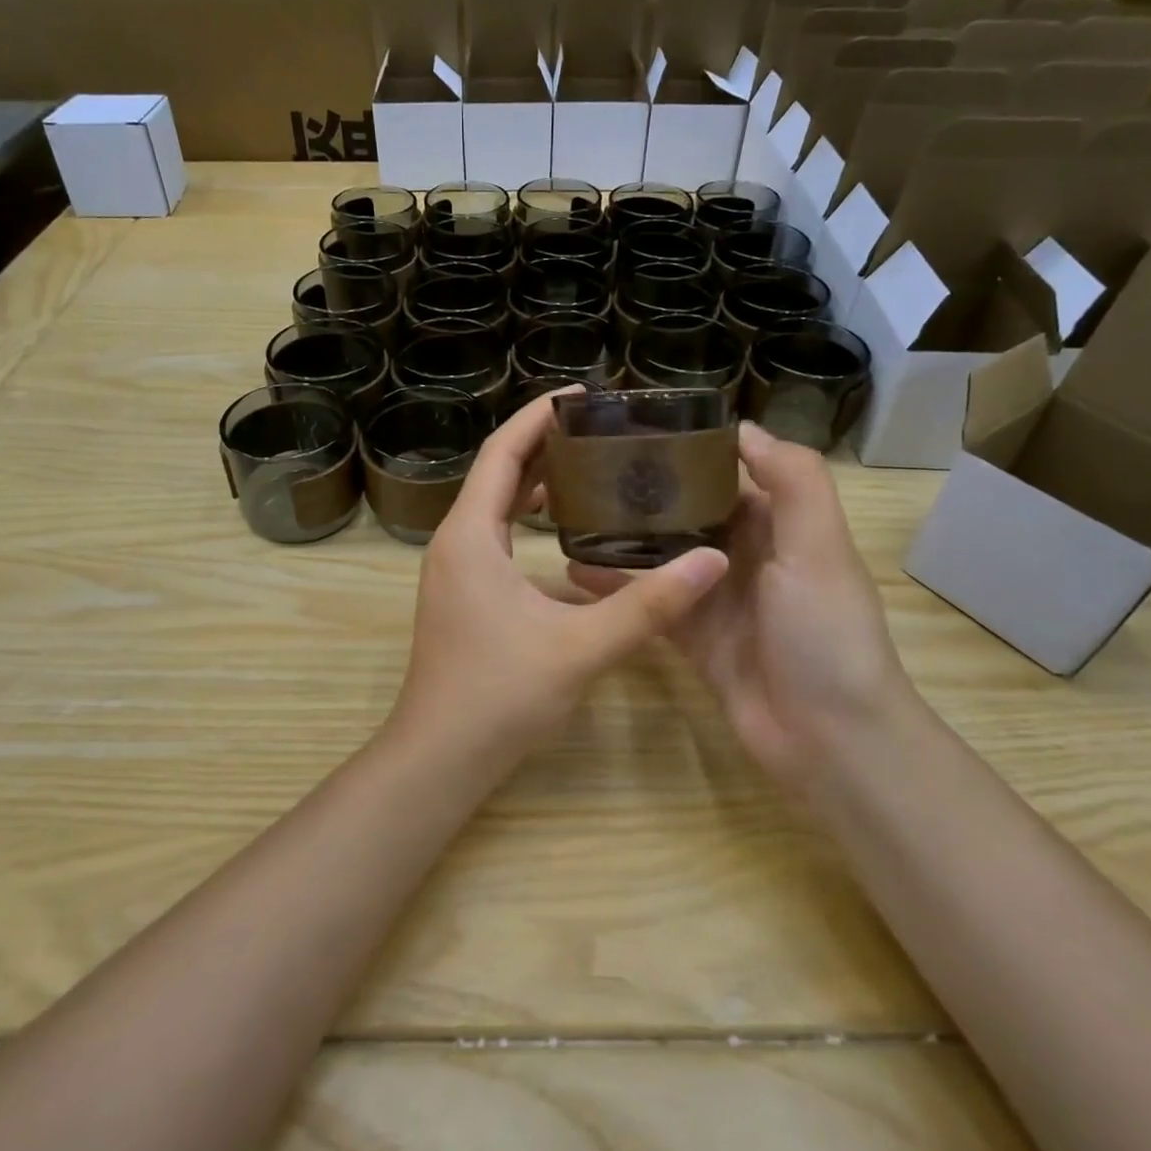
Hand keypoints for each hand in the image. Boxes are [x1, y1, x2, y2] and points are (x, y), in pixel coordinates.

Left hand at [389, 390, 728, 770]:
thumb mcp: (581, 647)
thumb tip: (711, 560)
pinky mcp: (462, 594)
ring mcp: (455, 569)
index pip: (502, 452)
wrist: (440, 756)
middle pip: (498, 472)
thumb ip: (648, 604)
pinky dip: (528, 519)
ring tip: (592, 467)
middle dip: (544, 443)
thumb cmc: (499, 696)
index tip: (584, 394)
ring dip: (536, 482)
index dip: (539, 416)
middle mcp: (455, 542)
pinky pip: (495, 536)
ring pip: (495, 505)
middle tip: (601, 429)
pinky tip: (568, 532)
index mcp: (471, 536)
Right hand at [569, 422, 917, 798]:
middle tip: (584, 471)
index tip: (635, 430)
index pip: (728, 473)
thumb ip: (793, 480)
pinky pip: (650, 601)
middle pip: (687, 512)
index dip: (688, 450)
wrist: (828, 740)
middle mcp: (746, 554)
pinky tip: (572, 572)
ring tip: (569, 514)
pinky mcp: (691, 636)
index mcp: (779, 525)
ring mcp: (715, 597)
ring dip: (624, 537)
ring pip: (662, 555)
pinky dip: (616, 588)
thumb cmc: (824, 633)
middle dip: (645, 492)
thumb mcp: (818, 547)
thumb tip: (741, 427)